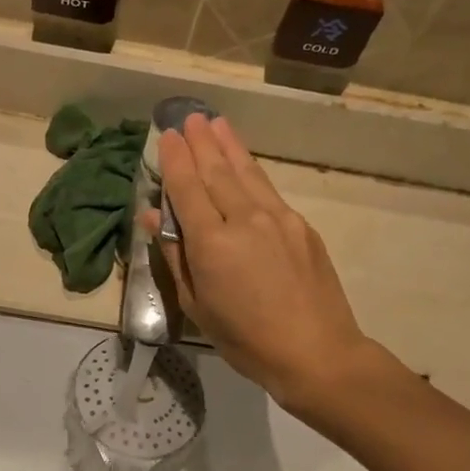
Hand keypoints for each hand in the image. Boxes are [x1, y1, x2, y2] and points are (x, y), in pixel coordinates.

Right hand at [148, 115, 376, 410]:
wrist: (316, 352)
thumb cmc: (246, 340)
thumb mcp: (197, 306)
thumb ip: (175, 257)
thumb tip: (153, 218)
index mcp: (212, 242)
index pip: (187, 188)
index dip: (175, 160)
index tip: (168, 136)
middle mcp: (245, 218)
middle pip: (217, 171)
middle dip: (201, 143)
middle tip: (189, 118)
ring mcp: (278, 218)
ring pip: (247, 173)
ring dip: (229, 146)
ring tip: (216, 123)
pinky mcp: (302, 226)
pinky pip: (268, 190)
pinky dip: (252, 171)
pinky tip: (246, 165)